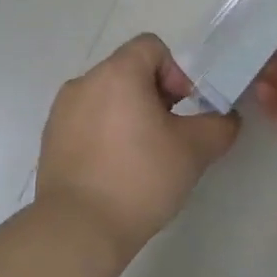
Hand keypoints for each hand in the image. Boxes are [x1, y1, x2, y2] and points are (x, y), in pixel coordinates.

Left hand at [36, 34, 240, 255]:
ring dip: (129, 115)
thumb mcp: (194, 151)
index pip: (151, 46)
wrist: (78, 229)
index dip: (176, 71)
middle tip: (170, 135)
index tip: (185, 108)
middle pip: (128, 71)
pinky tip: (116, 171)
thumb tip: (225, 119)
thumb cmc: (140, 178)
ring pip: (107, 98)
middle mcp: (84, 82)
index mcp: (117, 73)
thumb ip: (219, 125)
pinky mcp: (50, 139)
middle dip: (155, 95)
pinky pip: (86, 122)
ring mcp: (62, 111)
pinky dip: (105, 134)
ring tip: (143, 156)